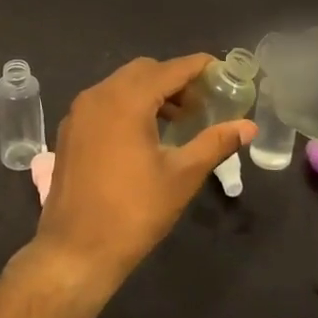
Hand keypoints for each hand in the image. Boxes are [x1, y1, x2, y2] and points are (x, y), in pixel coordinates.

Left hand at [31, 55, 255, 291]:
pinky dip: (127, 105)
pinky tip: (145, 135)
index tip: (222, 72)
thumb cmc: (134, 212)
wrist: (76, 250)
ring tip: (178, 121)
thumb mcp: (182, 176)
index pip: (169, 69)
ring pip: (120, 85)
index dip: (198, 67)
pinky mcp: (69, 131)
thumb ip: (215, 143)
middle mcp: (97, 96)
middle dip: (174, 79)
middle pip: (143, 71)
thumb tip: (248, 126)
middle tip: (202, 103)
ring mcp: (78, 113)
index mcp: (125, 100)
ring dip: (151, 93)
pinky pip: (103, 103)